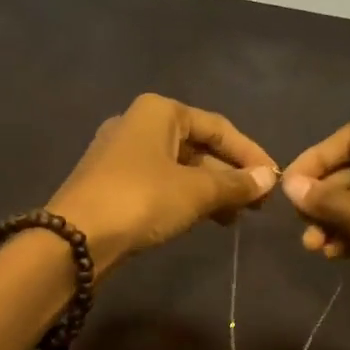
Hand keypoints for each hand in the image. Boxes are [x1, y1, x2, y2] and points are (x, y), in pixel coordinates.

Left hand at [49, 94, 277, 276]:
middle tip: (257, 205)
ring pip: (178, 167)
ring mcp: (120, 153)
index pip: (218, 127)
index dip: (250, 154)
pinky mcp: (111, 181)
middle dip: (229, 175)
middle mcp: (138, 123)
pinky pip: (159, 182)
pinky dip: (184, 197)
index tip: (274, 182)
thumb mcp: (196, 191)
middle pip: (197, 146)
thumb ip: (235, 184)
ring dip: (209, 190)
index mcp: (159, 111)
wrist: (74, 237)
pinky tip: (202, 219)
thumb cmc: (141, 200)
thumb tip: (268, 179)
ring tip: (235, 218)